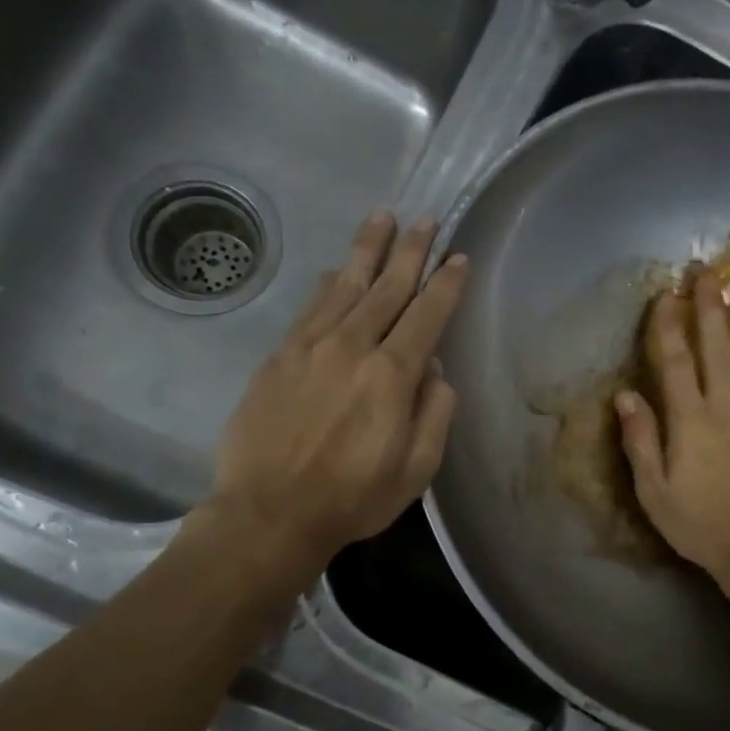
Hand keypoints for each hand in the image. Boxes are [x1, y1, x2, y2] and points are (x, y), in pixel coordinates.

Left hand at [185, 212, 467, 574]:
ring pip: (345, 285)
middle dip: (411, 251)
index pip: (426, 315)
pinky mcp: (279, 357)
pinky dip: (327, 284)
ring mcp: (310, 348)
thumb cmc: (353, 498)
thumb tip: (434, 368)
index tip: (459, 257)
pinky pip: (309, 308)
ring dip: (367, 250)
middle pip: (387, 288)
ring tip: (383, 217)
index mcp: (391, 376)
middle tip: (427, 220)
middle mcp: (352, 347)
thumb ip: (434, 412)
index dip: (446, 284)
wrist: (270, 512)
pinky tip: (335, 269)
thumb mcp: (416, 468)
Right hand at [615, 272, 729, 593]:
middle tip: (706, 270)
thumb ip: (641, 440)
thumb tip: (625, 394)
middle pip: (717, 346)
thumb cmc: (696, 523)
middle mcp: (724, 407)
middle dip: (710, 306)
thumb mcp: (654, 491)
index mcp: (691, 422)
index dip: (669, 325)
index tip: (665, 293)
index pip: (677, 362)